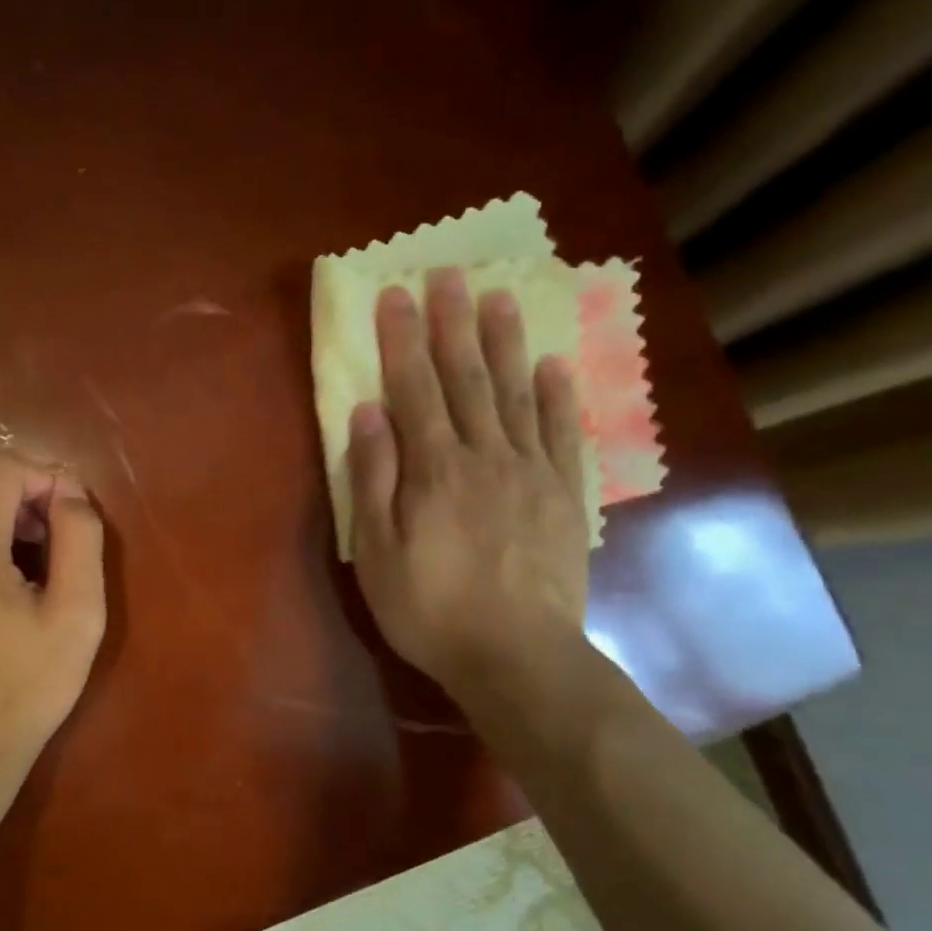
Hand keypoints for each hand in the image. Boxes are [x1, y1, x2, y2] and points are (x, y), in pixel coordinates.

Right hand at [347, 272, 589, 708]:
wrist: (517, 656)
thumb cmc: (430, 609)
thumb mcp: (377, 551)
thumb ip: (373, 479)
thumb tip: (367, 413)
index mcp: (433, 468)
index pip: (413, 389)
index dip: (401, 339)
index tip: (396, 293)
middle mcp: (485, 455)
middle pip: (466, 378)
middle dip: (453, 323)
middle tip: (449, 274)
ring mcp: (531, 471)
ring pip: (517, 393)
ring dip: (505, 343)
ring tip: (500, 297)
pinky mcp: (564, 495)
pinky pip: (563, 433)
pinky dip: (559, 396)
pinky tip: (554, 365)